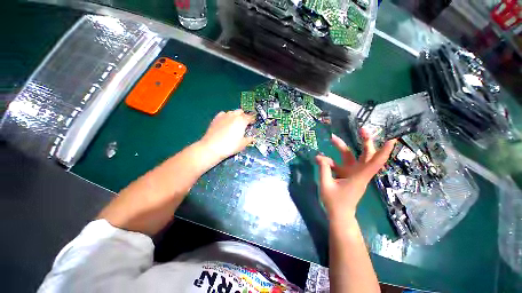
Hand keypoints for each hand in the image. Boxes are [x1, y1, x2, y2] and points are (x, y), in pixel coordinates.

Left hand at [200, 109, 255, 159]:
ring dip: (235, 116)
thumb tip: (253, 138)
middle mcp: (233, 115)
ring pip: (232, 112)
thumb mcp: (242, 144)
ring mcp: (224, 116)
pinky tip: (226, 123)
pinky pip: (224, 114)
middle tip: (245, 124)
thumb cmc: (229, 146)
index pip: (250, 117)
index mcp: (242, 121)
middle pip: (241, 112)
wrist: (212, 147)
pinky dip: (227, 117)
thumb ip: (249, 139)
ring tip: (235, 124)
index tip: (253, 123)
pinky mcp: (216, 118)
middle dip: (244, 116)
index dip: (253, 120)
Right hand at [316, 130, 395, 221]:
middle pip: (367, 155)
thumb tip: (319, 156)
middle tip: (362, 129)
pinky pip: (341, 164)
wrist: (339, 215)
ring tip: (332, 138)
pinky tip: (322, 159)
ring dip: (343, 147)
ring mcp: (353, 174)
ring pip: (352, 157)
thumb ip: (323, 169)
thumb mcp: (326, 185)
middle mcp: (359, 173)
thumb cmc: (335, 202)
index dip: (384, 152)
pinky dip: (331, 160)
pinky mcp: (347, 175)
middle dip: (366, 141)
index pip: (374, 163)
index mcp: (358, 177)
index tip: (392, 139)